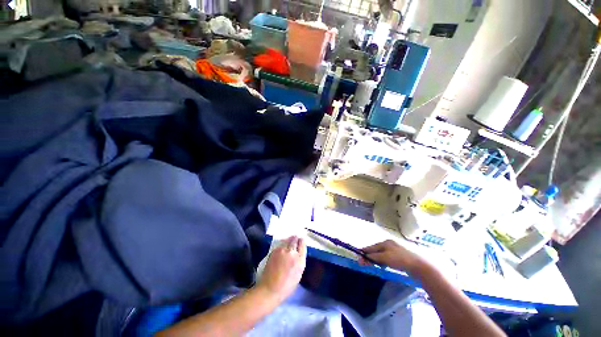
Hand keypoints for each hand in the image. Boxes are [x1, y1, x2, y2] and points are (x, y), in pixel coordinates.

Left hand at [256, 236, 306, 302]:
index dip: (302, 241)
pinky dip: (283, 243)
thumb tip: (299, 252)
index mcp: (300, 260)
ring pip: (287, 240)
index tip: (301, 240)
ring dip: (289, 239)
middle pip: (295, 239)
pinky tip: (283, 246)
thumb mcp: (298, 273)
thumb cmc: (286, 286)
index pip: (302, 244)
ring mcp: (282, 250)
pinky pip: (281, 244)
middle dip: (296, 238)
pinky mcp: (274, 250)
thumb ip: (300, 260)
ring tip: (290, 240)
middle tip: (296, 237)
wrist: (270, 289)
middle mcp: (292, 252)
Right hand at [360, 240, 424, 273]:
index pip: (371, 247)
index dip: (364, 252)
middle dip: (369, 257)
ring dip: (376, 260)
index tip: (358, 255)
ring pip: (381, 255)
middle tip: (363, 264)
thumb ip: (374, 257)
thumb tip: (364, 256)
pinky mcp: (399, 258)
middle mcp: (389, 245)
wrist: (419, 266)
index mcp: (385, 243)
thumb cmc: (400, 260)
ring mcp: (394, 251)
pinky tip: (383, 266)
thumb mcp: (385, 258)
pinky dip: (382, 262)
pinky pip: (386, 259)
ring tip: (373, 265)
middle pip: (375, 251)